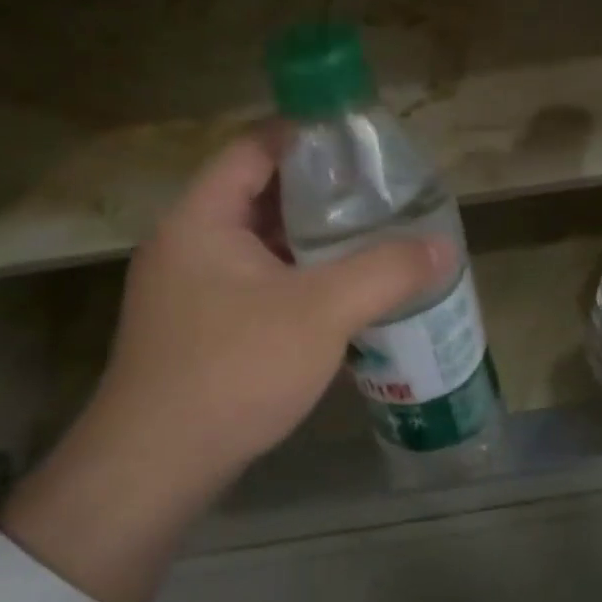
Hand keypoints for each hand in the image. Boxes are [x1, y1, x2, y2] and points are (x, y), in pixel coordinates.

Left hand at [1, 133, 449, 601]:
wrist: (157, 467)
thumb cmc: (234, 370)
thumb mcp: (321, 313)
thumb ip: (385, 272)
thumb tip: (444, 247)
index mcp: (202, 219)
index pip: (255, 147)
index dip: (308, 135)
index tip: (363, 144)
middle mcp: (188, 244)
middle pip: (259, 194)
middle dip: (321, 193)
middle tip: (381, 196)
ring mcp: (190, 290)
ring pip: (260, 245)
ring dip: (311, 242)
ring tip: (371, 239)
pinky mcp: (200, 329)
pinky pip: (256, 284)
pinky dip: (297, 280)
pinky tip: (339, 297)